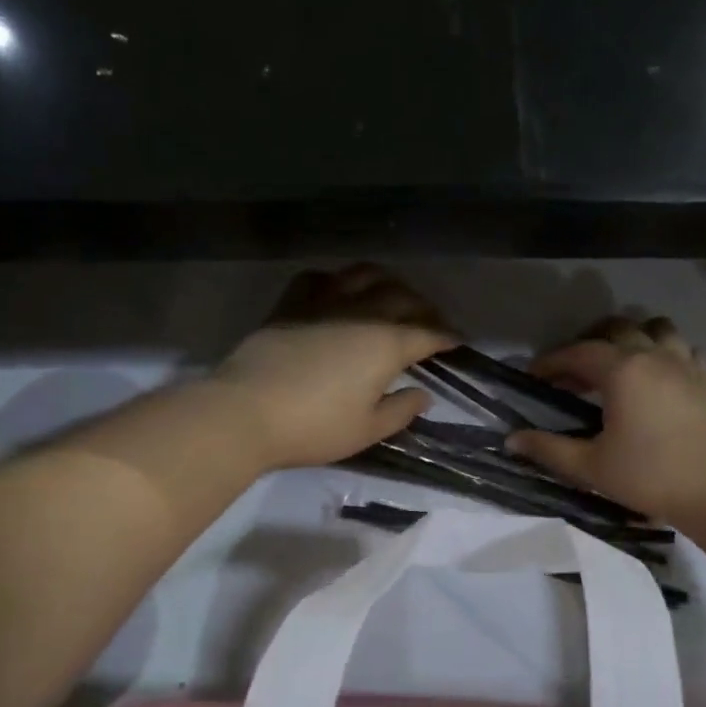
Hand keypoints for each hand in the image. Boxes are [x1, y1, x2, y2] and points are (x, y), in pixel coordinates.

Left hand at [211, 265, 456, 470]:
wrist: (246, 412)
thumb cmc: (314, 428)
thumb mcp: (366, 430)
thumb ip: (401, 410)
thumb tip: (422, 394)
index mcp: (386, 344)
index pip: (428, 333)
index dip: (447, 336)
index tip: (459, 341)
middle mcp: (361, 313)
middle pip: (402, 297)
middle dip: (424, 307)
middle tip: (431, 320)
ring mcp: (323, 303)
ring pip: (363, 275)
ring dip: (386, 281)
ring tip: (392, 294)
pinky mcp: (290, 304)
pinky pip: (319, 278)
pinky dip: (336, 280)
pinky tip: (337, 291)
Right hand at [506, 316, 705, 529]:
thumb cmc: (651, 477)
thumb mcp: (592, 467)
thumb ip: (549, 449)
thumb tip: (512, 440)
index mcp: (622, 370)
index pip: (578, 352)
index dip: (551, 361)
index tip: (532, 376)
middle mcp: (654, 357)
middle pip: (617, 329)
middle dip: (589, 342)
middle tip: (572, 372)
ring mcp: (685, 366)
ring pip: (657, 330)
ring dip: (633, 338)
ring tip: (618, 364)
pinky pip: (687, 352)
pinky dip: (669, 354)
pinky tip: (661, 376)